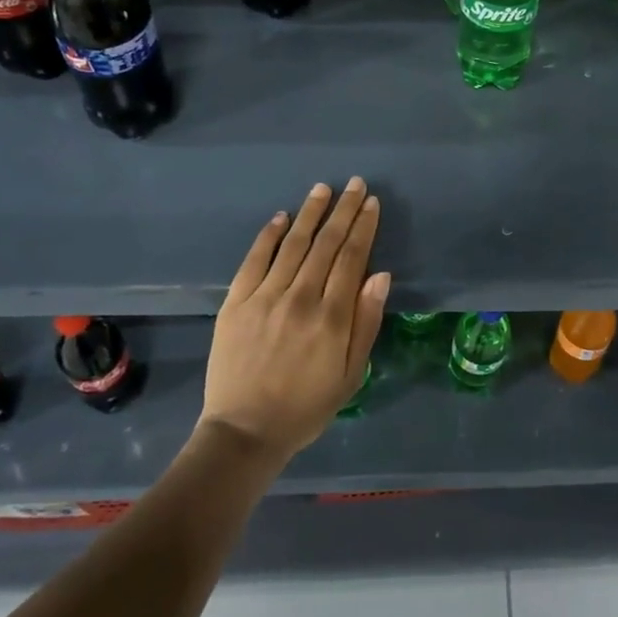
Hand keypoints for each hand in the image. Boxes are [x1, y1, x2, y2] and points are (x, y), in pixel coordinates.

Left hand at [199, 178, 389, 463]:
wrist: (244, 432)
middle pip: (326, 244)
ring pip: (293, 244)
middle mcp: (300, 298)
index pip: (352, 258)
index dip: (363, 227)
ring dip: (310, 213)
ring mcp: (264, 297)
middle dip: (343, 210)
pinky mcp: (236, 303)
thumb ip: (366, 322)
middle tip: (356, 184)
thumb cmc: (307, 407)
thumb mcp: (351, 374)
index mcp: (332, 318)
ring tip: (323, 189)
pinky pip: (254, 260)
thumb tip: (381, 275)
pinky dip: (269, 235)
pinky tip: (282, 217)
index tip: (372, 203)